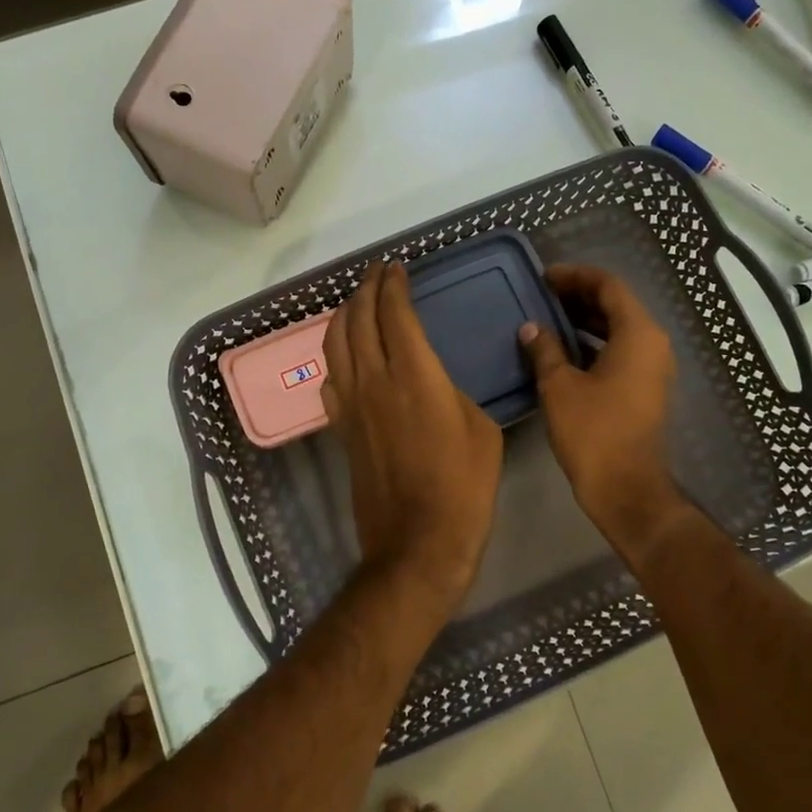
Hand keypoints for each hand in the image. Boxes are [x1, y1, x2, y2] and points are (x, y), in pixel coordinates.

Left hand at [321, 261, 502, 611]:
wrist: (417, 543)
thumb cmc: (463, 487)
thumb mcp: (482, 430)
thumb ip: (455, 394)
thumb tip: (437, 386)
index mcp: (415, 374)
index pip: (395, 313)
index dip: (393, 285)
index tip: (396, 268)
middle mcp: (374, 380)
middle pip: (359, 320)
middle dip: (365, 289)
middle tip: (377, 273)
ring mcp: (351, 405)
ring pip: (335, 344)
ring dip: (344, 315)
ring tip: (356, 301)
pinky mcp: (341, 429)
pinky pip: (330, 378)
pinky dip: (335, 355)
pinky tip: (344, 355)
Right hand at [519, 264, 689, 558]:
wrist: (626, 488)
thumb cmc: (593, 432)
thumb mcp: (560, 386)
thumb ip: (545, 349)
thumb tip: (531, 328)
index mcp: (638, 333)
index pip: (608, 286)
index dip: (575, 276)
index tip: (544, 277)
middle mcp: (653, 343)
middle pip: (616, 304)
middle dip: (579, 296)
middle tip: (542, 295)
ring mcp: (652, 367)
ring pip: (618, 328)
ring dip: (585, 319)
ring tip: (548, 317)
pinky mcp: (645, 387)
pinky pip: (620, 350)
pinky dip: (593, 342)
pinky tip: (563, 349)